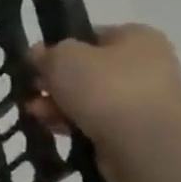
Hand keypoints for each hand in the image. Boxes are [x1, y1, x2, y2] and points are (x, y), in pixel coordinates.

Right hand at [28, 24, 180, 181]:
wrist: (143, 146)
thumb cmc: (104, 88)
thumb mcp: (62, 57)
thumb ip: (47, 52)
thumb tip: (41, 54)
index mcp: (138, 38)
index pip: (91, 35)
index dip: (60, 47)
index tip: (38, 62)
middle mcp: (148, 66)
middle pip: (88, 69)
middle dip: (55, 81)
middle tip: (33, 89)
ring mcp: (145, 100)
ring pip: (89, 97)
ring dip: (58, 104)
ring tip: (35, 113)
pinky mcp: (138, 131)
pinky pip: (97, 121)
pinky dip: (73, 123)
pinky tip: (52, 128)